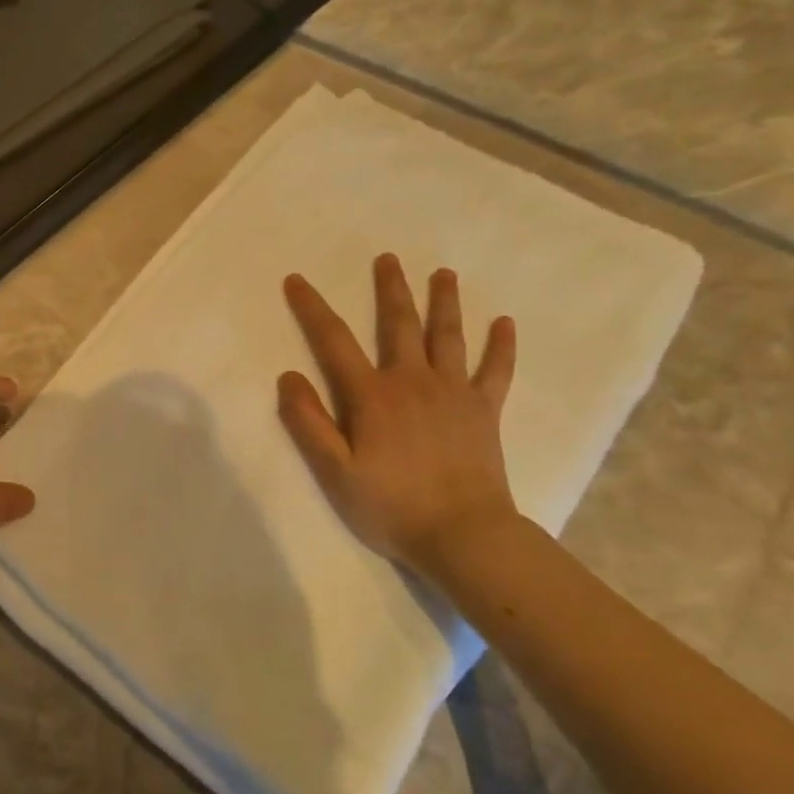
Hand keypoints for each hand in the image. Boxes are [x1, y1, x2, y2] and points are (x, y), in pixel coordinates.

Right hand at [277, 256, 519, 572]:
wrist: (464, 536)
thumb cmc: (391, 505)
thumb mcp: (335, 471)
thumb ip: (309, 423)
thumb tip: (288, 376)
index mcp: (371, 396)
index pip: (334, 341)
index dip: (312, 308)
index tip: (297, 280)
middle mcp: (412, 382)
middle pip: (399, 325)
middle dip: (390, 289)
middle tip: (387, 258)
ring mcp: (454, 394)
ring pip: (448, 337)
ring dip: (444, 302)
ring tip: (444, 274)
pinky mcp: (484, 412)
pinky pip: (496, 371)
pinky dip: (501, 346)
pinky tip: (505, 323)